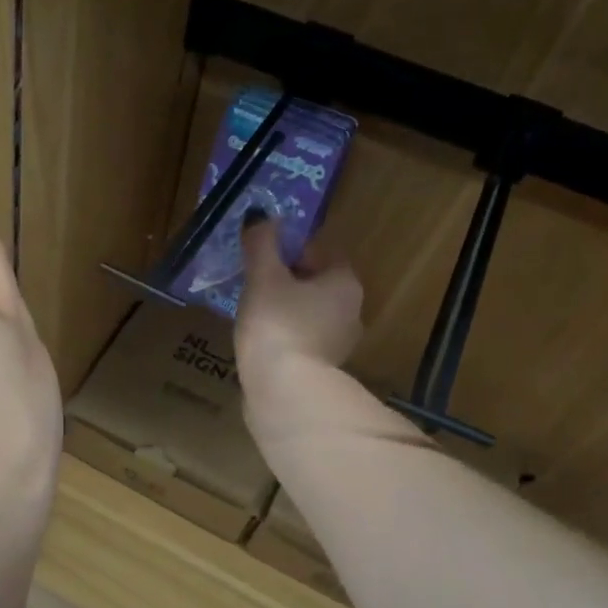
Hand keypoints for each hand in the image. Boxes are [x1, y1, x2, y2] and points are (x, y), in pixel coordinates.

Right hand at [235, 215, 363, 430]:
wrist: (284, 392)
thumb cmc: (277, 325)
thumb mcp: (263, 278)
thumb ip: (262, 244)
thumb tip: (260, 215)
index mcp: (344, 283)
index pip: (324, 252)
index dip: (294, 249)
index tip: (266, 255)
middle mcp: (352, 312)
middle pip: (319, 285)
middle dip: (290, 282)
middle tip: (256, 284)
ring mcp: (340, 346)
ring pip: (312, 316)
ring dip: (288, 312)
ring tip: (255, 316)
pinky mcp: (323, 372)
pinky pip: (304, 343)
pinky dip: (287, 338)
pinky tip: (263, 344)